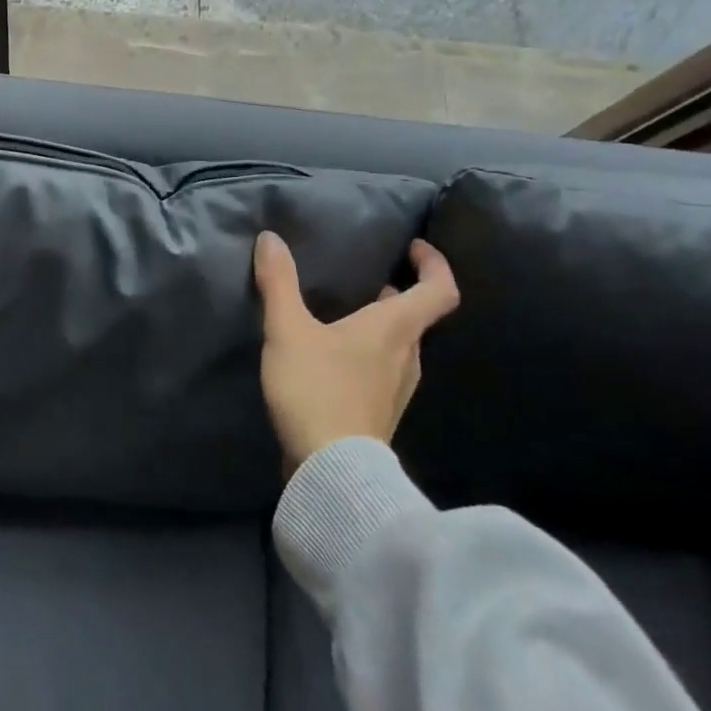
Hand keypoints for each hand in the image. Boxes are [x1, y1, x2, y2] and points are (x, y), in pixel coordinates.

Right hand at [254, 233, 460, 469]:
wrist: (330, 471)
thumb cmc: (317, 390)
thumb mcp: (288, 331)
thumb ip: (279, 283)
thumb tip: (270, 238)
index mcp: (395, 329)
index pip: (440, 290)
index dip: (434, 264)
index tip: (412, 248)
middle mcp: (406, 356)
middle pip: (416, 318)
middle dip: (396, 294)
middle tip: (365, 279)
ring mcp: (397, 389)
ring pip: (399, 346)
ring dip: (380, 325)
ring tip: (344, 314)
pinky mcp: (380, 413)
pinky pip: (384, 370)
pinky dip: (368, 353)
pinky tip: (334, 357)